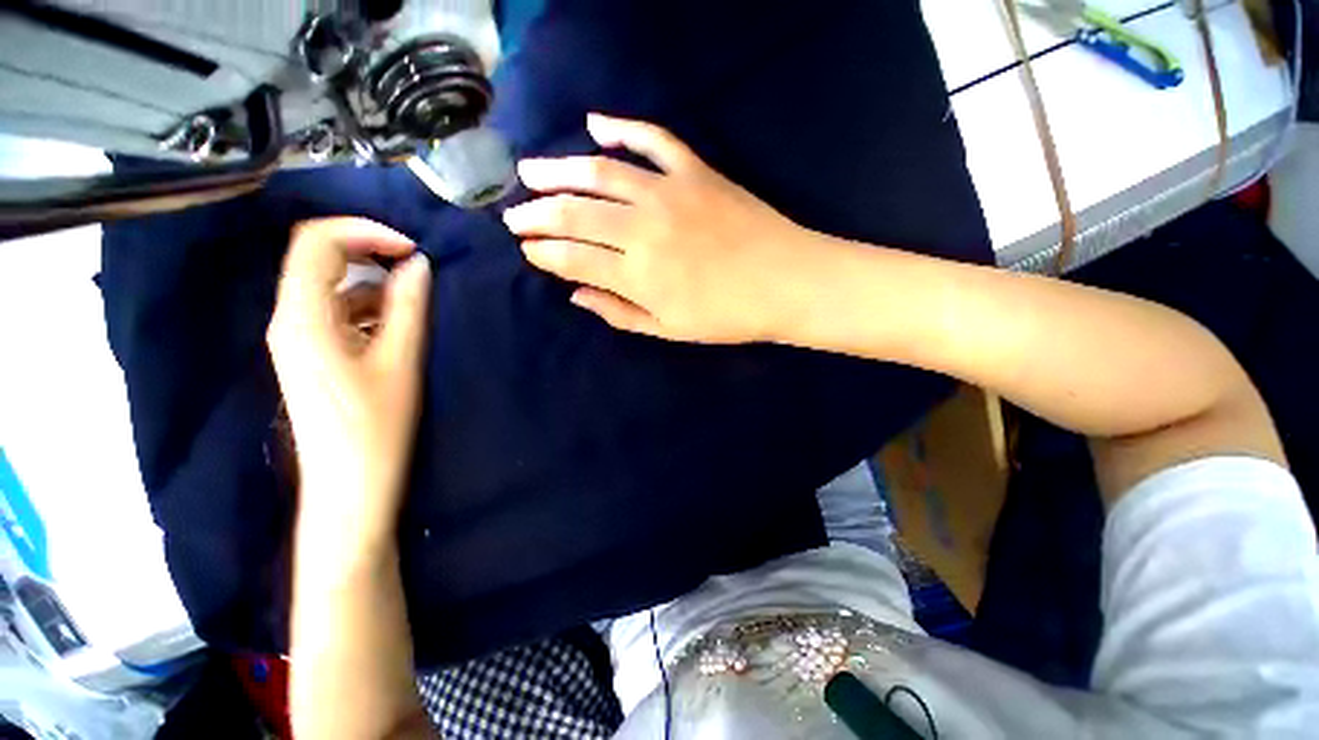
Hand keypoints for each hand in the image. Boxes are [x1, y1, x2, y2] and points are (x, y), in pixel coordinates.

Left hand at [267, 218, 430, 550]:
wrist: (349, 487)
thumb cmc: (376, 427)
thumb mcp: (400, 361)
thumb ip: (408, 307)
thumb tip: (419, 264)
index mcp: (302, 318)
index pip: (316, 243)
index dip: (365, 231)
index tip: (412, 249)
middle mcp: (288, 320)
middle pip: (318, 258)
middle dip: (369, 251)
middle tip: (417, 264)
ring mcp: (297, 338)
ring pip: (331, 287)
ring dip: (374, 284)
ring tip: (417, 301)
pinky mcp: (311, 355)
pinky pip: (337, 313)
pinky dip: (370, 308)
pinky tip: (399, 326)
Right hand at [503, 114, 809, 343]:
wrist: (787, 282)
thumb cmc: (728, 316)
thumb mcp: (669, 330)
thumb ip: (618, 312)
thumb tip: (575, 294)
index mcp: (637, 274)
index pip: (571, 257)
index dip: (543, 253)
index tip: (528, 250)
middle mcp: (644, 228)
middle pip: (574, 213)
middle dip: (536, 215)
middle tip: (514, 215)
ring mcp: (670, 192)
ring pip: (599, 173)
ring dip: (557, 170)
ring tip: (529, 172)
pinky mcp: (695, 170)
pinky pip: (651, 138)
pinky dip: (621, 127)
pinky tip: (594, 124)